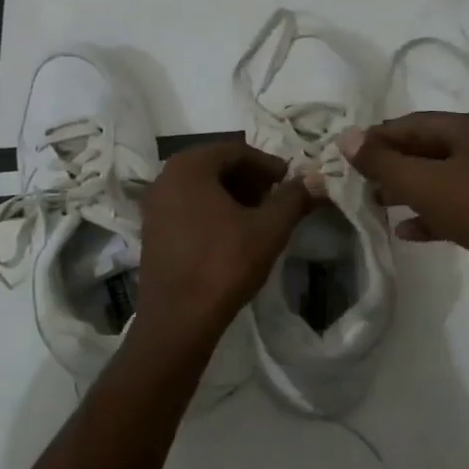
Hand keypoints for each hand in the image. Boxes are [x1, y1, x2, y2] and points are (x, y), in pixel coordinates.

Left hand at [138, 141, 317, 339]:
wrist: (178, 317)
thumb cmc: (224, 264)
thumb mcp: (269, 229)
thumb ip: (294, 198)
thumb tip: (316, 180)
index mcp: (189, 166)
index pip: (236, 150)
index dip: (268, 164)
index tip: (290, 182)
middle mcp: (165, 177)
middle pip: (216, 166)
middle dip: (249, 179)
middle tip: (275, 198)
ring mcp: (154, 205)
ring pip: (200, 187)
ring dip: (232, 195)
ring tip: (258, 217)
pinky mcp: (151, 230)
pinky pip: (186, 207)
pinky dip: (211, 211)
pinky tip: (232, 234)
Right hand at [342, 112, 468, 319]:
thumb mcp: (423, 182)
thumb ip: (382, 161)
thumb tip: (345, 137)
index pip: (413, 123)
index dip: (378, 136)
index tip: (348, 153)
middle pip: (426, 150)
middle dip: (391, 165)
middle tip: (358, 180)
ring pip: (439, 180)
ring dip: (406, 190)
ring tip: (375, 203)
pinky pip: (454, 208)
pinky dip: (428, 215)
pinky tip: (405, 231)